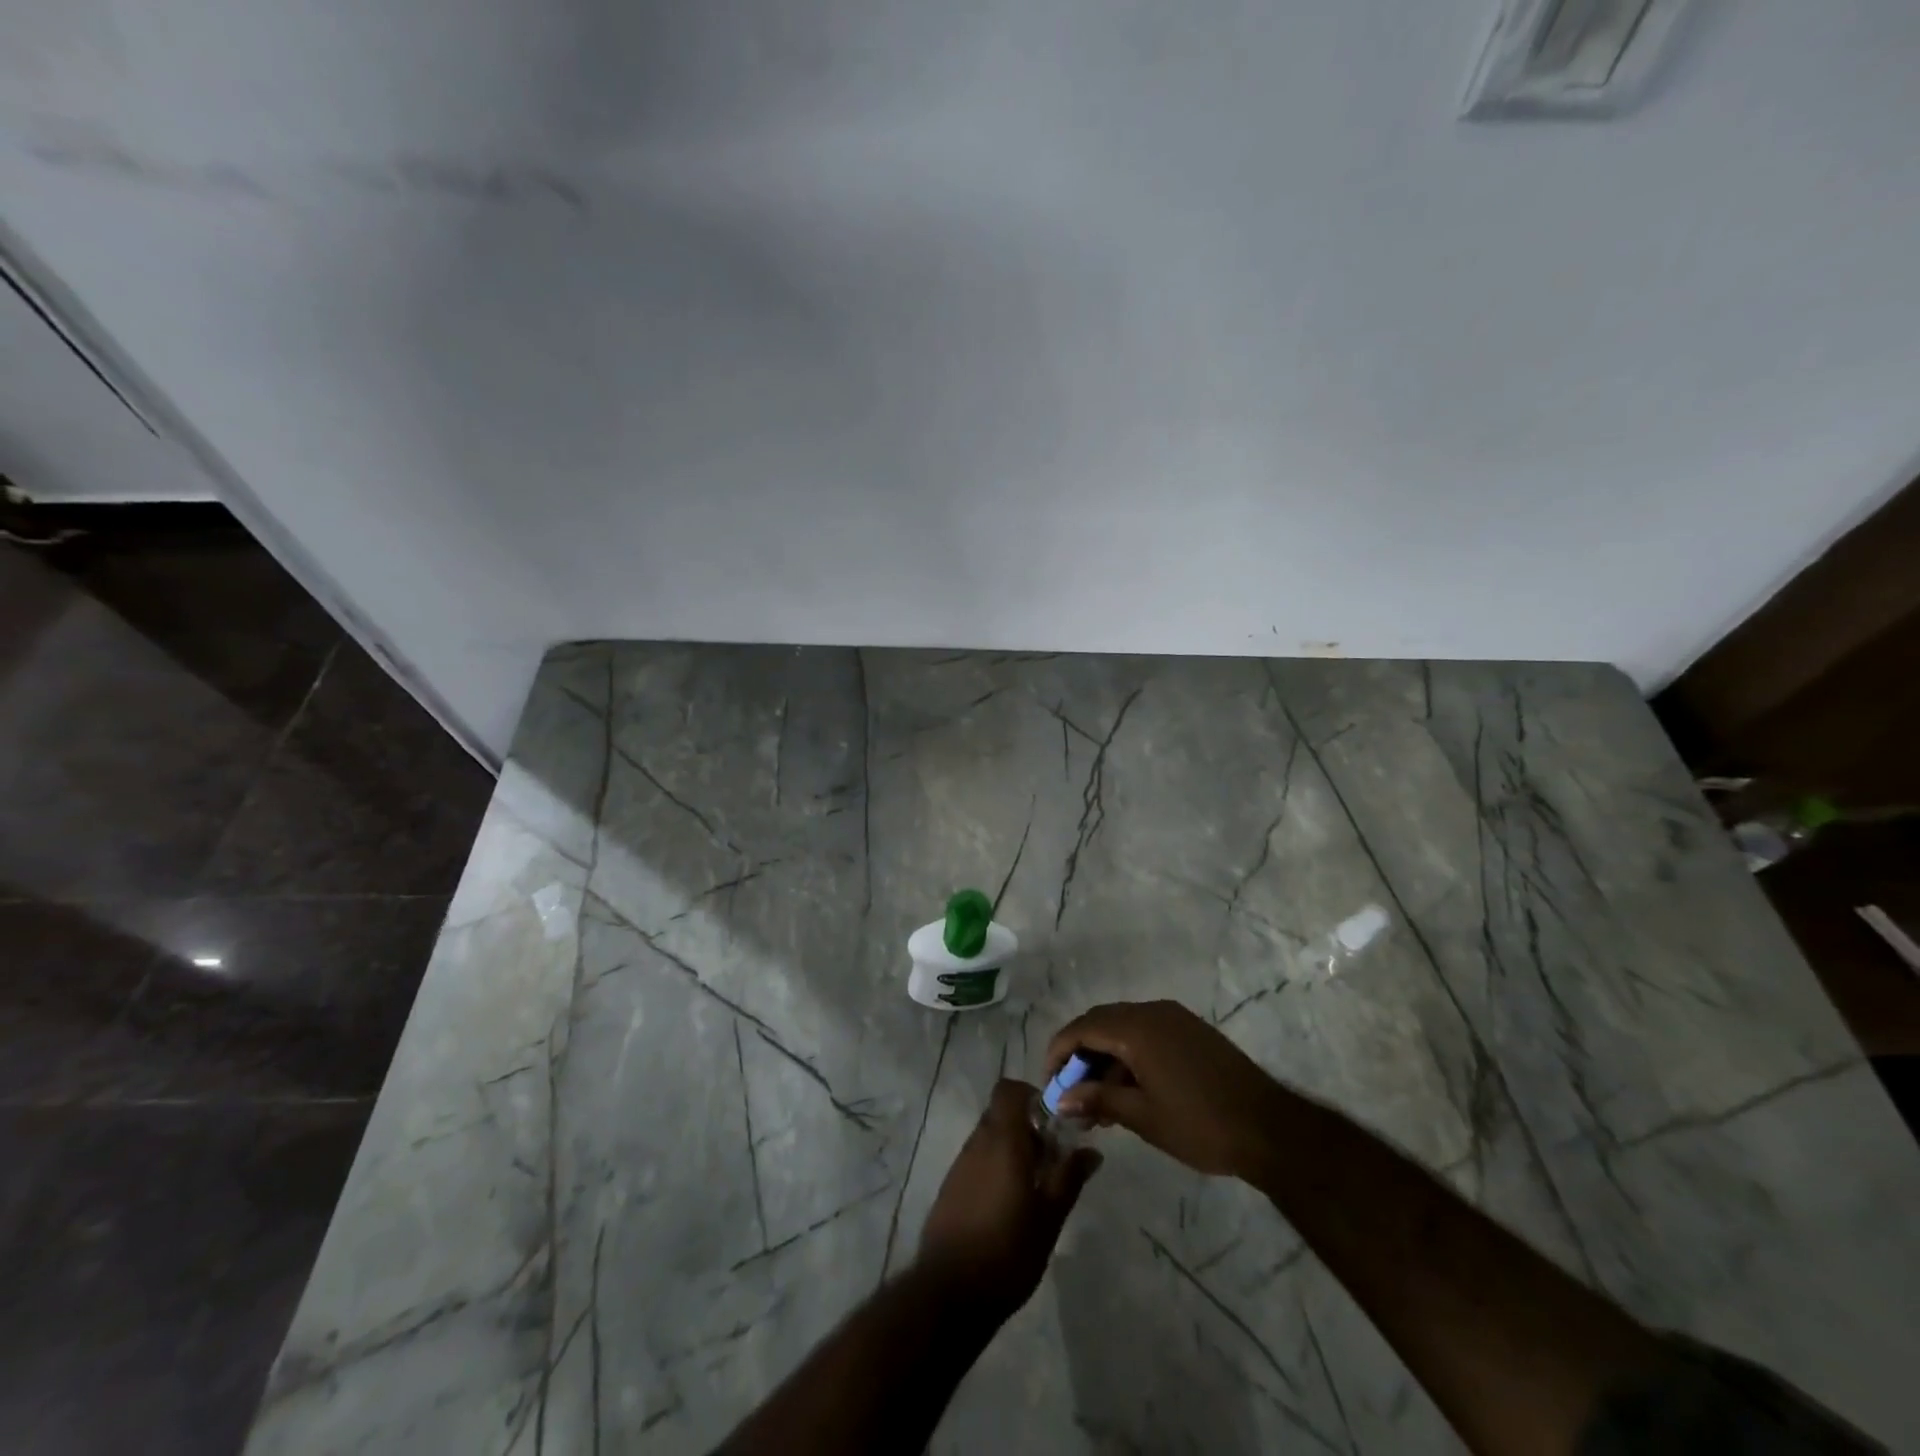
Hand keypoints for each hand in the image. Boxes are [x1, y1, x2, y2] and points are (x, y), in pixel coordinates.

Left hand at [918, 1080, 1100, 1314]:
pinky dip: (994, 1168)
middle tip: (1051, 1160)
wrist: (950, 1292)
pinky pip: (976, 1161)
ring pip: (989, 1138)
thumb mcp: (1049, 1217)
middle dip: (1027, 1128)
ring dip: (1011, 1150)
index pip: (1008, 1090)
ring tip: (1034, 1188)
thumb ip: (1069, 1178)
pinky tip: (1008, 1205)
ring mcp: (960, 1165)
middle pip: (1001, 1114)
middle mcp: (977, 1143)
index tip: (1052, 1123)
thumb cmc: (1008, 1251)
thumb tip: (1092, 1151)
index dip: (1031, 1097)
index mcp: (1002, 1140)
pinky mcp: (950, 1188)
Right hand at [1045, 1000, 1285, 1179]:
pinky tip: (1129, 1091)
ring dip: (1105, 1058)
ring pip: (1124, 1029)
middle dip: (1080, 1056)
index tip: (1049, 1084)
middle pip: (1101, 1023)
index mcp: (1137, 1028)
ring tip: (1099, 1103)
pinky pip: (1146, 1033)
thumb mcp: (1143, 1117)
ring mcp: (1175, 1019)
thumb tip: (1061, 1099)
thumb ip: (1098, 1100)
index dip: (1059, 1052)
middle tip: (1071, 1094)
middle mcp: (1153, 1012)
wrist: (1270, 1129)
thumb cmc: (1201, 1124)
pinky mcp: (1191, 1031)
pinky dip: (1129, 1056)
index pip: (1082, 1028)